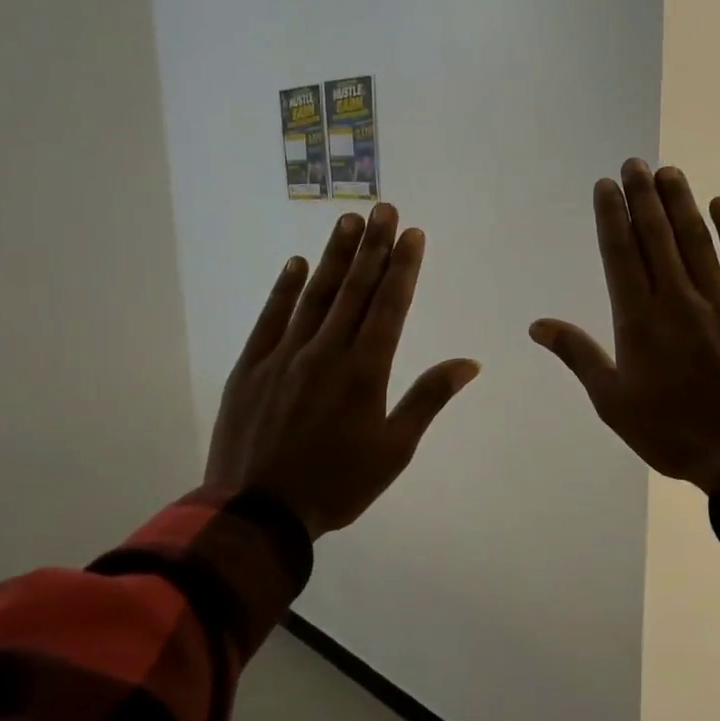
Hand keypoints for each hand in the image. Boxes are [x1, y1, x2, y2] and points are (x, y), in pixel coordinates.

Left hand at [207, 205, 480, 537]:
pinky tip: (295, 264)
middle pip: (354, 289)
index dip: (403, 267)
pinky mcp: (250, 367)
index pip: (389, 306)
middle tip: (384, 209)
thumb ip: (428, 399)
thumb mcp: (394, 450)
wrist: (258, 512)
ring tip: (349, 222)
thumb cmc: (337, 485)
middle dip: (373, 247)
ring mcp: (283, 356)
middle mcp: (326, 352)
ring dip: (334, 257)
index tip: (412, 233)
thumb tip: (469, 363)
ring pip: (314, 295)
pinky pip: (270, 318)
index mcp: (364, 372)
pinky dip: (283, 289)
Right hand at [531, 160, 719, 492]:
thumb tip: (539, 326)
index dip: (613, 216)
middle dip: (643, 197)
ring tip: (668, 172)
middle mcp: (677, 299)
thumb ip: (580, 357)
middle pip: (656, 236)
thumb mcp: (614, 403)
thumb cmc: (674, 432)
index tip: (607, 186)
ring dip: (680, 202)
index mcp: (639, 321)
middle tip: (634, 164)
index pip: (621, 254)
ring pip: (696, 239)